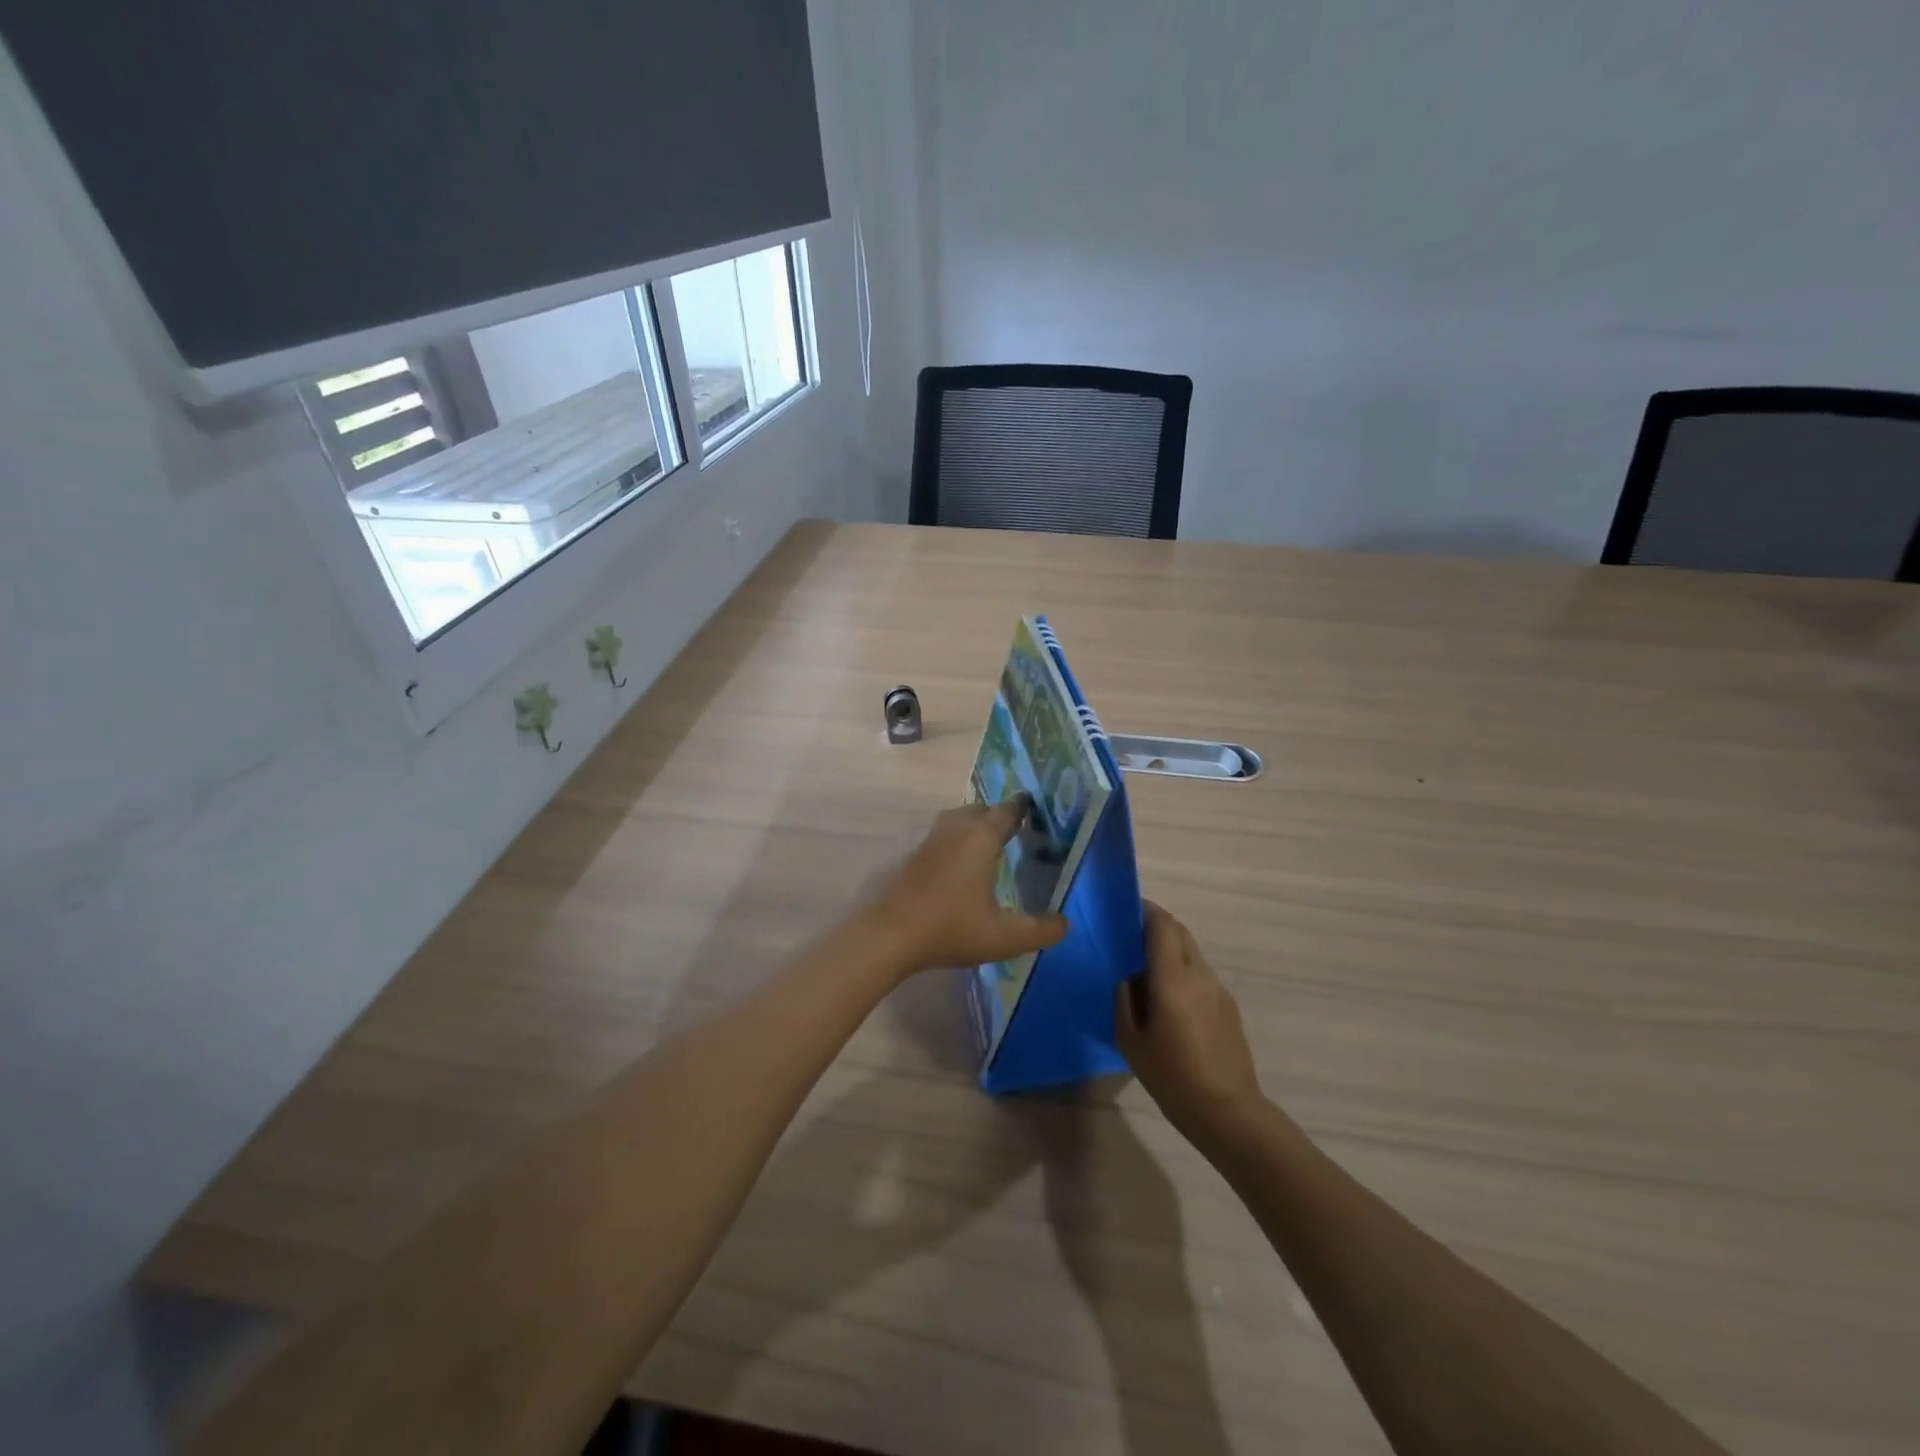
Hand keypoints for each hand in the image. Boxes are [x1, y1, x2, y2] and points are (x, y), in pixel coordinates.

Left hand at [863, 796, 1069, 976]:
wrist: (887, 934)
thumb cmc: (949, 928)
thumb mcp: (1004, 937)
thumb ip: (1041, 931)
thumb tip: (1065, 924)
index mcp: (982, 836)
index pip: (1009, 810)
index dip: (1023, 807)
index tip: (1035, 807)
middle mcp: (956, 826)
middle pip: (982, 810)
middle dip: (999, 817)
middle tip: (1015, 832)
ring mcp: (928, 835)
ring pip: (957, 820)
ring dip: (973, 827)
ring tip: (987, 848)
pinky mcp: (908, 849)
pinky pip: (939, 835)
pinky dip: (952, 841)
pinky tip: (955, 867)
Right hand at [1116, 902, 1263, 1143]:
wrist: (1228, 1112)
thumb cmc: (1172, 1078)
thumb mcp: (1130, 1041)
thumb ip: (1125, 999)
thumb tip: (1128, 976)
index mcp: (1172, 978)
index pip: (1162, 924)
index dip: (1145, 910)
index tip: (1125, 910)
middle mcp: (1198, 974)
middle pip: (1179, 931)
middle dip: (1156, 926)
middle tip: (1131, 939)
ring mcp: (1218, 988)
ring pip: (1191, 952)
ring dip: (1170, 950)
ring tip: (1147, 973)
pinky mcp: (1228, 1005)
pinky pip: (1200, 974)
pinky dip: (1182, 971)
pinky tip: (1170, 1001)